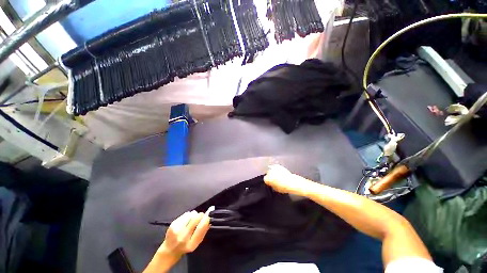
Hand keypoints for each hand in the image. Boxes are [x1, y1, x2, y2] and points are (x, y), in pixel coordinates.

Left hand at [159, 210, 210, 257]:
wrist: (169, 250)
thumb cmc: (186, 246)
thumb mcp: (196, 243)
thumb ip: (203, 232)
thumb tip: (209, 220)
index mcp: (191, 244)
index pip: (201, 228)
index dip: (205, 220)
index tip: (208, 217)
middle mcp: (183, 237)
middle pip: (196, 218)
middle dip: (200, 215)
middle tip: (201, 216)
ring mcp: (177, 230)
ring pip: (191, 214)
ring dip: (194, 215)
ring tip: (192, 220)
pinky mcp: (173, 224)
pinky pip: (185, 214)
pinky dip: (188, 215)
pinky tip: (186, 221)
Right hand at [264, 165, 313, 195]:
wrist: (292, 182)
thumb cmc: (284, 187)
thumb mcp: (276, 189)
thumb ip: (272, 185)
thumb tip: (271, 184)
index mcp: (268, 178)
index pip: (265, 179)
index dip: (268, 181)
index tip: (270, 182)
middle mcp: (269, 172)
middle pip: (268, 173)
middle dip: (271, 176)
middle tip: (274, 179)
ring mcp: (274, 168)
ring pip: (271, 170)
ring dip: (273, 172)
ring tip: (278, 175)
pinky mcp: (278, 165)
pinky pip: (275, 167)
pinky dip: (276, 169)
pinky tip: (279, 172)